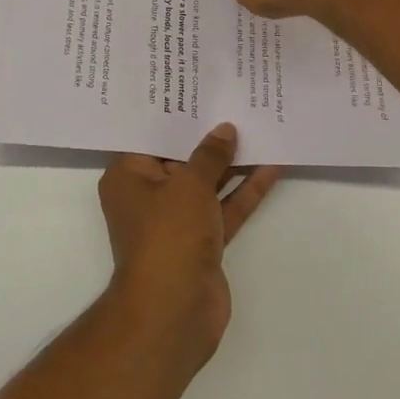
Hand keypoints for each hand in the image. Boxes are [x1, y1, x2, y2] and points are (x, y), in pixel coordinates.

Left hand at [98, 123, 281, 363]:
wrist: (174, 310)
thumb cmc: (168, 235)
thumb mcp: (189, 184)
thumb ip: (210, 155)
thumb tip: (224, 130)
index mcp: (128, 177)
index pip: (149, 136)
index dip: (173, 113)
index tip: (196, 88)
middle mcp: (148, 196)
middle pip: (180, 157)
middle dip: (207, 135)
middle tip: (233, 99)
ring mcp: (176, 221)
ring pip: (207, 183)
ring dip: (232, 162)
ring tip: (259, 126)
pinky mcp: (202, 242)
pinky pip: (224, 208)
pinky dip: (244, 191)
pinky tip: (271, 166)